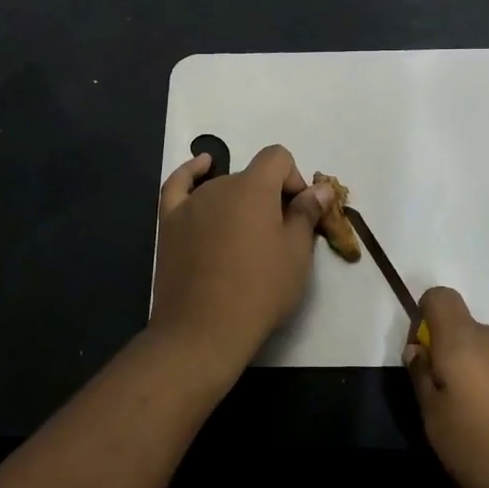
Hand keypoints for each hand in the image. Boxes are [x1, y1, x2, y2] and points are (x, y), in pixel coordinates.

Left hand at [149, 145, 333, 372]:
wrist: (204, 329)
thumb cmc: (259, 289)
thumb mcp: (296, 254)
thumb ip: (307, 213)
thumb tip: (319, 189)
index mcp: (254, 187)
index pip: (278, 158)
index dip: (293, 179)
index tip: (298, 212)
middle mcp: (220, 185)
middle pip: (251, 176)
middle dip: (268, 198)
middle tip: (276, 237)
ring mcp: (191, 203)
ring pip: (222, 188)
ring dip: (238, 202)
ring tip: (244, 239)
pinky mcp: (170, 222)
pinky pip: (179, 186)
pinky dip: (192, 173)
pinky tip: (202, 167)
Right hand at [405, 287, 488, 487]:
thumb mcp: (440, 428)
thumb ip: (424, 383)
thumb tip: (419, 351)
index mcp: (465, 341)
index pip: (438, 297)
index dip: (424, 320)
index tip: (425, 362)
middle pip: (466, 337)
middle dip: (455, 367)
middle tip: (454, 417)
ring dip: (486, 389)